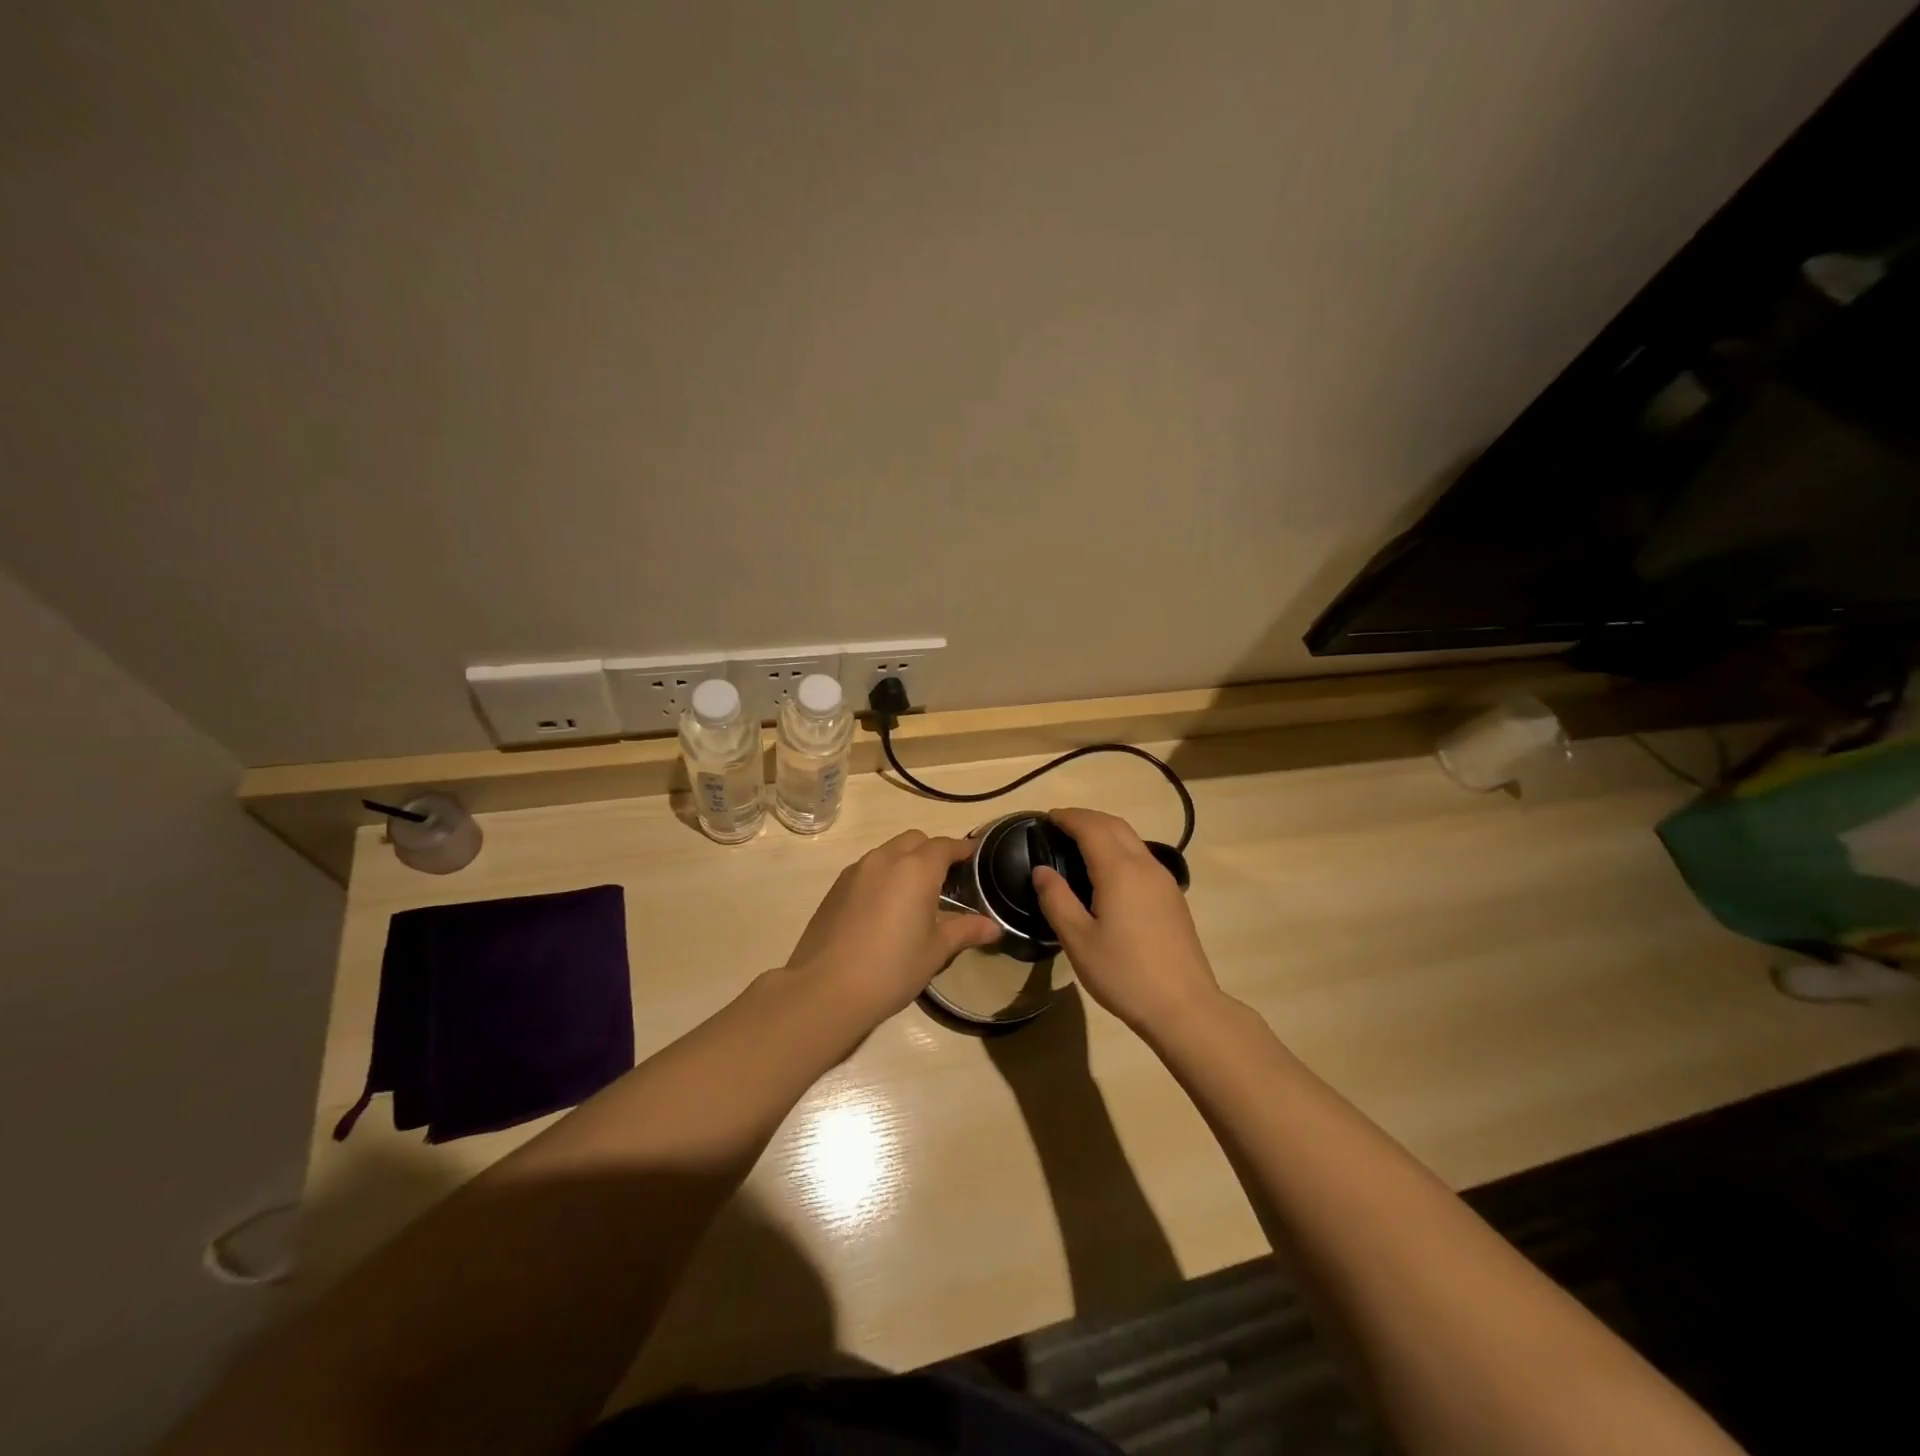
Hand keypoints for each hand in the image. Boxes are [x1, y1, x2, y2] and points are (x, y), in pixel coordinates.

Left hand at [785, 831, 1000, 1028]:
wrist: (825, 989)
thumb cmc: (891, 968)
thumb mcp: (935, 951)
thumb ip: (965, 930)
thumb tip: (993, 926)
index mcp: (915, 869)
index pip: (945, 845)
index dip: (962, 849)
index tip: (975, 857)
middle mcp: (885, 859)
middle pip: (915, 840)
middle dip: (933, 851)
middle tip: (946, 880)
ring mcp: (856, 871)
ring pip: (888, 852)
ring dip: (905, 862)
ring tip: (915, 895)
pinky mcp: (836, 887)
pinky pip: (868, 869)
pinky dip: (883, 876)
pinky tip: (885, 909)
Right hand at [1032, 807, 1222, 1033]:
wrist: (1184, 1007)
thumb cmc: (1124, 974)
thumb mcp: (1078, 940)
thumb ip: (1056, 899)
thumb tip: (1041, 870)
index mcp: (1119, 870)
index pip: (1091, 827)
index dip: (1068, 817)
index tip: (1047, 818)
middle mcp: (1145, 865)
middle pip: (1115, 825)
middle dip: (1086, 818)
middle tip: (1060, 825)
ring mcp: (1164, 880)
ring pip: (1132, 839)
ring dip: (1105, 831)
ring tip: (1079, 844)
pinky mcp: (1173, 897)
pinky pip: (1142, 857)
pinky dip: (1120, 848)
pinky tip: (1108, 871)